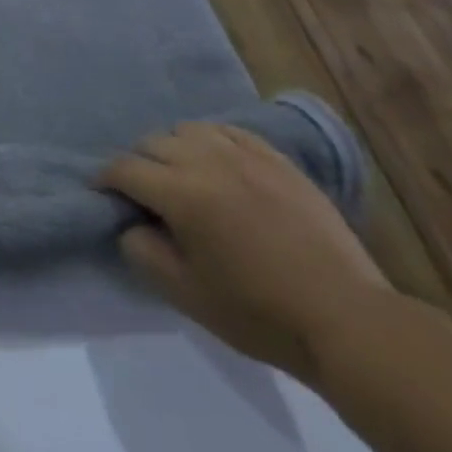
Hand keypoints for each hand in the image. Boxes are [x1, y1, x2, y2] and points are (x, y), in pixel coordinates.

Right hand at [97, 124, 391, 382]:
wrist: (347, 321)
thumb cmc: (259, 313)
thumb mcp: (185, 294)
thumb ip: (142, 250)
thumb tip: (130, 222)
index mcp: (181, 193)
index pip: (125, 169)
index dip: (106, 180)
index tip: (104, 195)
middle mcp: (208, 162)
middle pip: (153, 143)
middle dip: (138, 164)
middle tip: (144, 193)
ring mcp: (247, 157)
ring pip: (189, 130)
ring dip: (174, 148)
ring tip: (181, 175)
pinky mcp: (278, 161)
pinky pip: (230, 132)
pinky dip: (212, 142)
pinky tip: (217, 164)